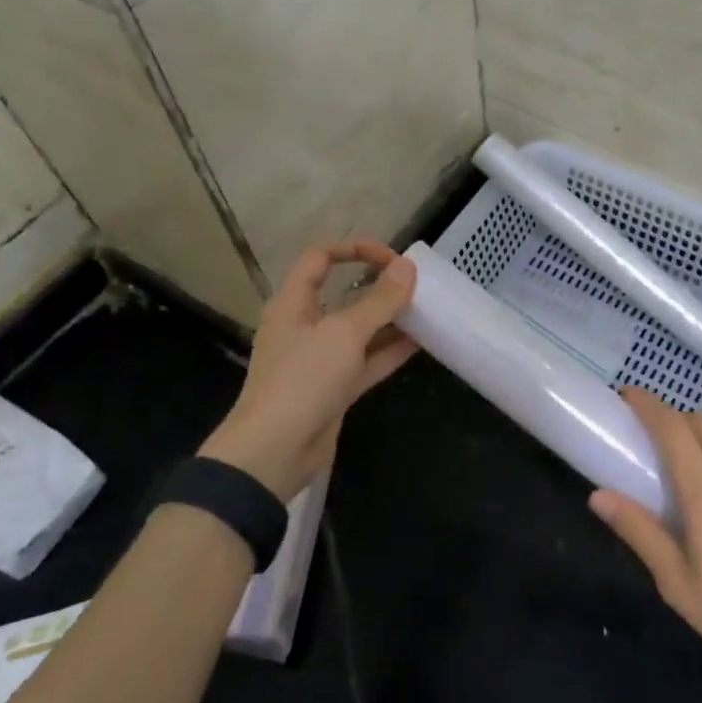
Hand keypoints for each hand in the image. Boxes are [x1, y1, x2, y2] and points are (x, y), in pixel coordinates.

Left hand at [200, 240, 417, 501]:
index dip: (354, 250)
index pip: (319, 259)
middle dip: (379, 288)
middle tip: (416, 285)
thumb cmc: (303, 379)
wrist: (274, 452)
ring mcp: (320, 359)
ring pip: (359, 330)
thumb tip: (408, 266)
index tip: (390, 257)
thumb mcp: (345, 333)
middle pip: (343, 295)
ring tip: (427, 311)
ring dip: (390, 320)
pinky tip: (422, 343)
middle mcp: (305, 326)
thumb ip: (380, 300)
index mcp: (294, 303)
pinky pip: (366, 361)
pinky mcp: (333, 389)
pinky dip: (390, 351)